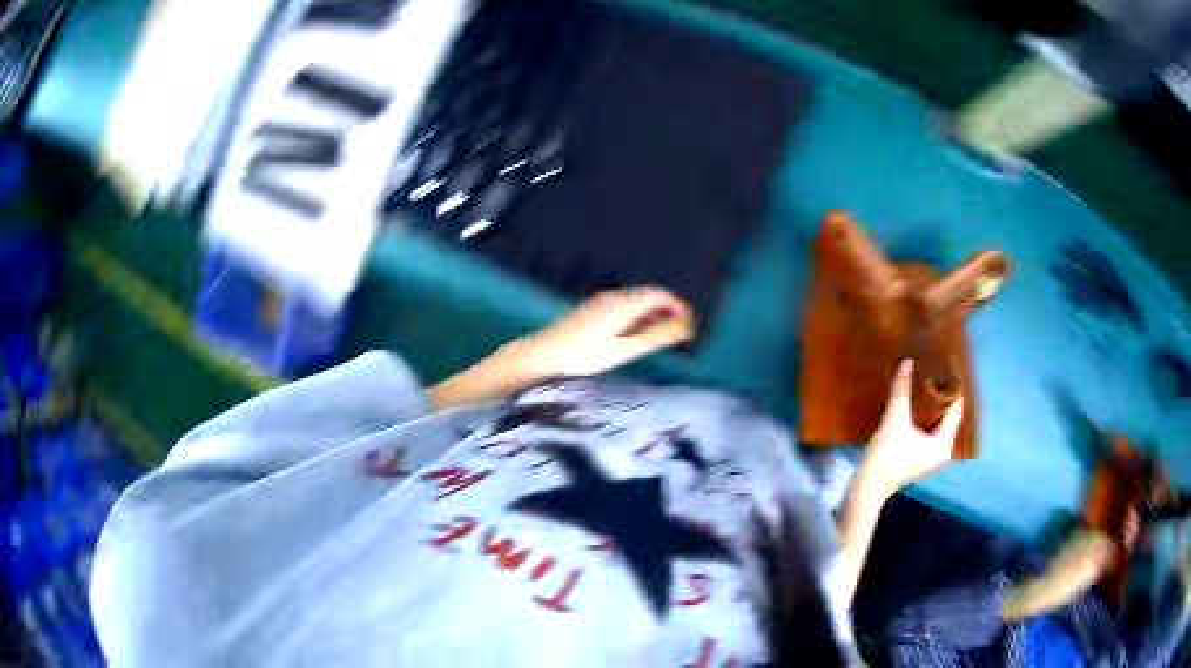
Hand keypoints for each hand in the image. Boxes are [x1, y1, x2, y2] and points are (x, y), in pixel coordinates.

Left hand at [514, 287, 695, 377]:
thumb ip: (656, 336)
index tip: (691, 324)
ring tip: (662, 337)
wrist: (543, 356)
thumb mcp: (625, 349)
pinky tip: (636, 337)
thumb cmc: (585, 355)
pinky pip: (624, 307)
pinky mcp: (592, 311)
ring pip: (635, 302)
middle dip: (668, 311)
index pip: (660, 294)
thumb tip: (686, 325)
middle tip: (680, 333)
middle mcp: (614, 297)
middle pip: (649, 296)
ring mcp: (600, 302)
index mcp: (624, 303)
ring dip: (652, 315)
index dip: (679, 306)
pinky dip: (637, 318)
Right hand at [858, 359, 963, 496]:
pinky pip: (931, 434)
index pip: (955, 410)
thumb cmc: (887, 456)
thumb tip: (907, 361)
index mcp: (944, 444)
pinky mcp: (920, 461)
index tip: (949, 367)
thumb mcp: (894, 420)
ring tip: (928, 386)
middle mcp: (943, 452)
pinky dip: (927, 421)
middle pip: (948, 419)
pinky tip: (918, 409)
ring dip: (934, 409)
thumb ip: (901, 391)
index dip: (952, 389)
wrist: (868, 487)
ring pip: (938, 426)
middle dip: (942, 398)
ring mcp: (931, 459)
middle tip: (938, 372)